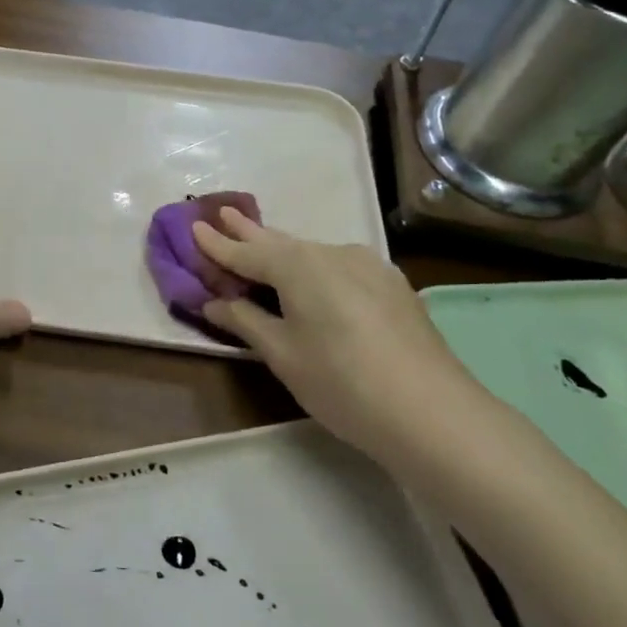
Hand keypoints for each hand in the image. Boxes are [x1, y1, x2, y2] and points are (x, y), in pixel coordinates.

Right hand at [191, 208, 487, 455]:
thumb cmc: (342, 383)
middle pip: (280, 242)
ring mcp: (368, 266)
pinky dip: (314, 267)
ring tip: (262, 244)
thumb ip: (245, 321)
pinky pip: (339, 266)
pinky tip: (314, 278)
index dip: (217, 243)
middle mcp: (332, 253)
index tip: (193, 226)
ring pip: (312, 253)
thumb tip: (213, 301)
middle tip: (224, 214)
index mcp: (298, 266)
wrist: (434, 413)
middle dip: (249, 231)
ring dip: (283, 251)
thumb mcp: (282, 354)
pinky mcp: (392, 285)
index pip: (246, 251)